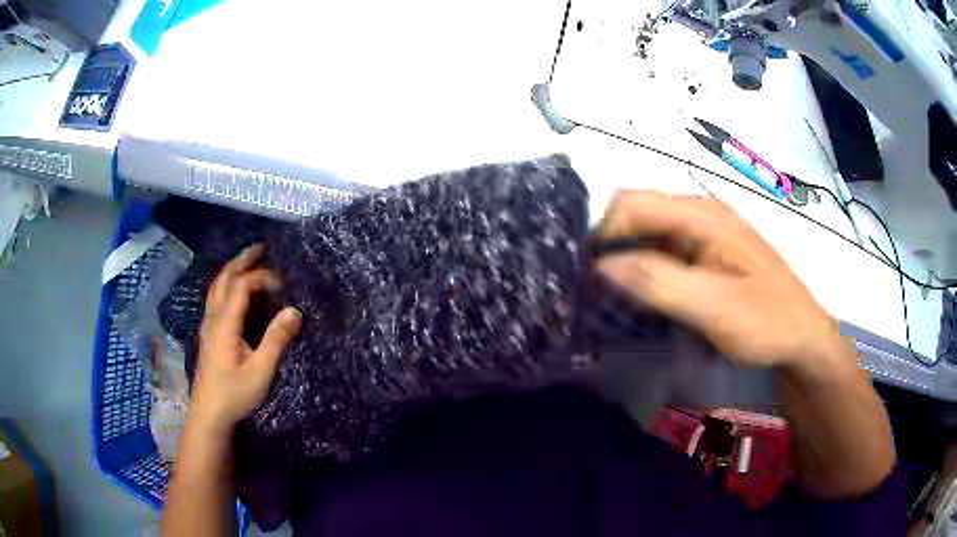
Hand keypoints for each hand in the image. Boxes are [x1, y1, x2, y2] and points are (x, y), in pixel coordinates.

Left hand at [189, 244, 301, 436]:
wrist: (209, 414)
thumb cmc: (235, 394)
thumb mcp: (261, 371)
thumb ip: (276, 340)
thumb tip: (294, 310)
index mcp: (224, 323)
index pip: (241, 286)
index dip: (262, 278)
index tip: (284, 286)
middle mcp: (213, 317)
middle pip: (224, 278)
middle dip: (242, 260)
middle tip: (262, 247)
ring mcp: (208, 325)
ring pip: (217, 287)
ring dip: (233, 270)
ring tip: (249, 261)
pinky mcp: (209, 334)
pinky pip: (216, 298)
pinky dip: (227, 284)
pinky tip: (235, 290)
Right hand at [596, 190, 840, 367]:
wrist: (802, 338)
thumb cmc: (766, 321)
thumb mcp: (713, 307)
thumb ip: (658, 282)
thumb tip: (601, 265)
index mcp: (704, 214)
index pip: (634, 204)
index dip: (602, 233)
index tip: (582, 274)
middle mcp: (702, 213)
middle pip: (639, 211)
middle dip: (610, 243)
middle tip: (590, 285)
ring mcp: (706, 232)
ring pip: (649, 231)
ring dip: (625, 256)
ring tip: (608, 293)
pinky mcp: (708, 252)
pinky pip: (664, 248)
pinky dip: (644, 266)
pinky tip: (640, 293)